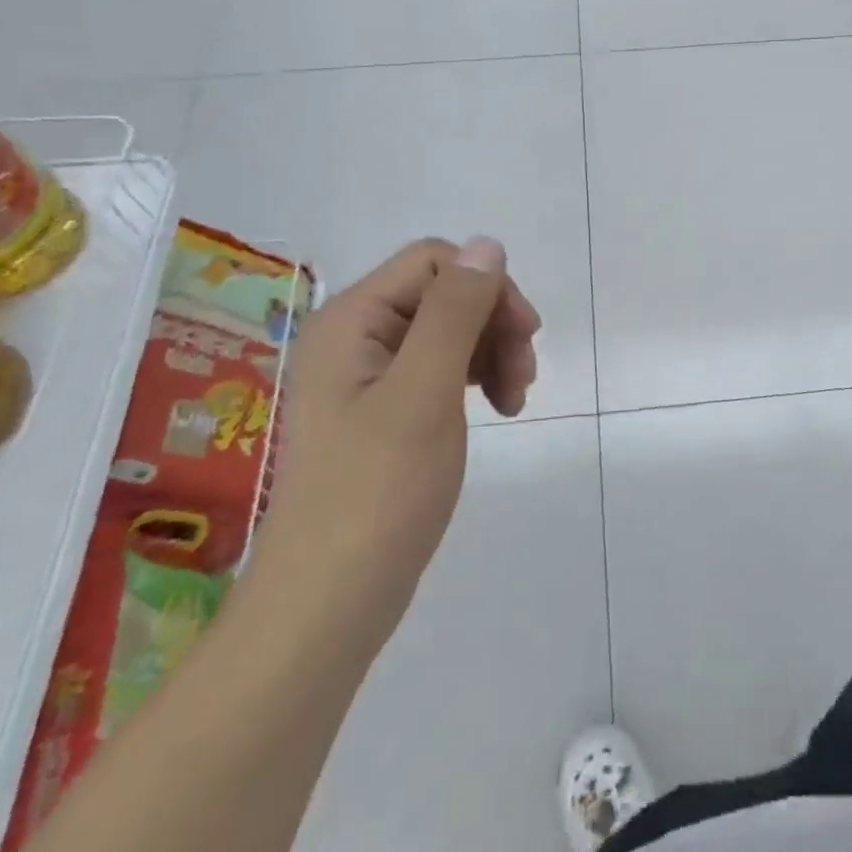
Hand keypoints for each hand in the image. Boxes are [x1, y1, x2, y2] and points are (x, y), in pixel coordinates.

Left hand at [258, 237, 540, 617]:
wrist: (326, 607)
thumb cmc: (377, 493)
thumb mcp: (426, 392)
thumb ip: (455, 311)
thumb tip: (486, 244)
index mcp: (350, 321)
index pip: (433, 262)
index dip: (487, 287)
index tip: (525, 337)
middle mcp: (351, 338)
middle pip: (441, 296)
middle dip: (492, 326)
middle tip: (523, 379)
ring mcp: (363, 379)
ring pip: (445, 333)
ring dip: (489, 354)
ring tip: (515, 402)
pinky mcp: (378, 415)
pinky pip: (435, 371)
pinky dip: (472, 381)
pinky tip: (493, 410)